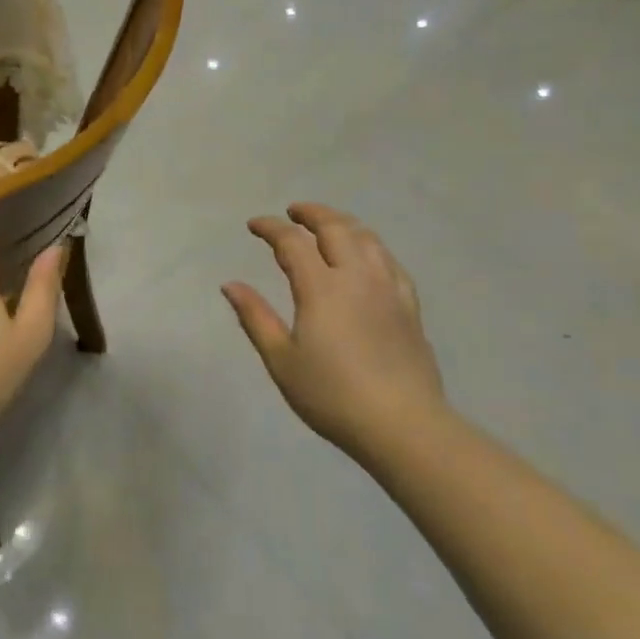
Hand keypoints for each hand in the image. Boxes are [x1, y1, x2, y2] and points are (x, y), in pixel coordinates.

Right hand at [222, 203, 446, 459]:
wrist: (403, 425)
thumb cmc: (332, 395)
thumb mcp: (281, 360)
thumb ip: (255, 317)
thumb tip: (230, 284)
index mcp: (321, 288)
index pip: (292, 242)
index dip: (271, 228)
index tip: (254, 225)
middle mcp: (357, 277)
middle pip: (336, 228)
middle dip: (312, 213)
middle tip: (293, 212)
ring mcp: (388, 289)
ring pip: (367, 239)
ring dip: (343, 223)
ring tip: (328, 225)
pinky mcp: (409, 306)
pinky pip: (390, 261)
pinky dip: (372, 247)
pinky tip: (367, 256)